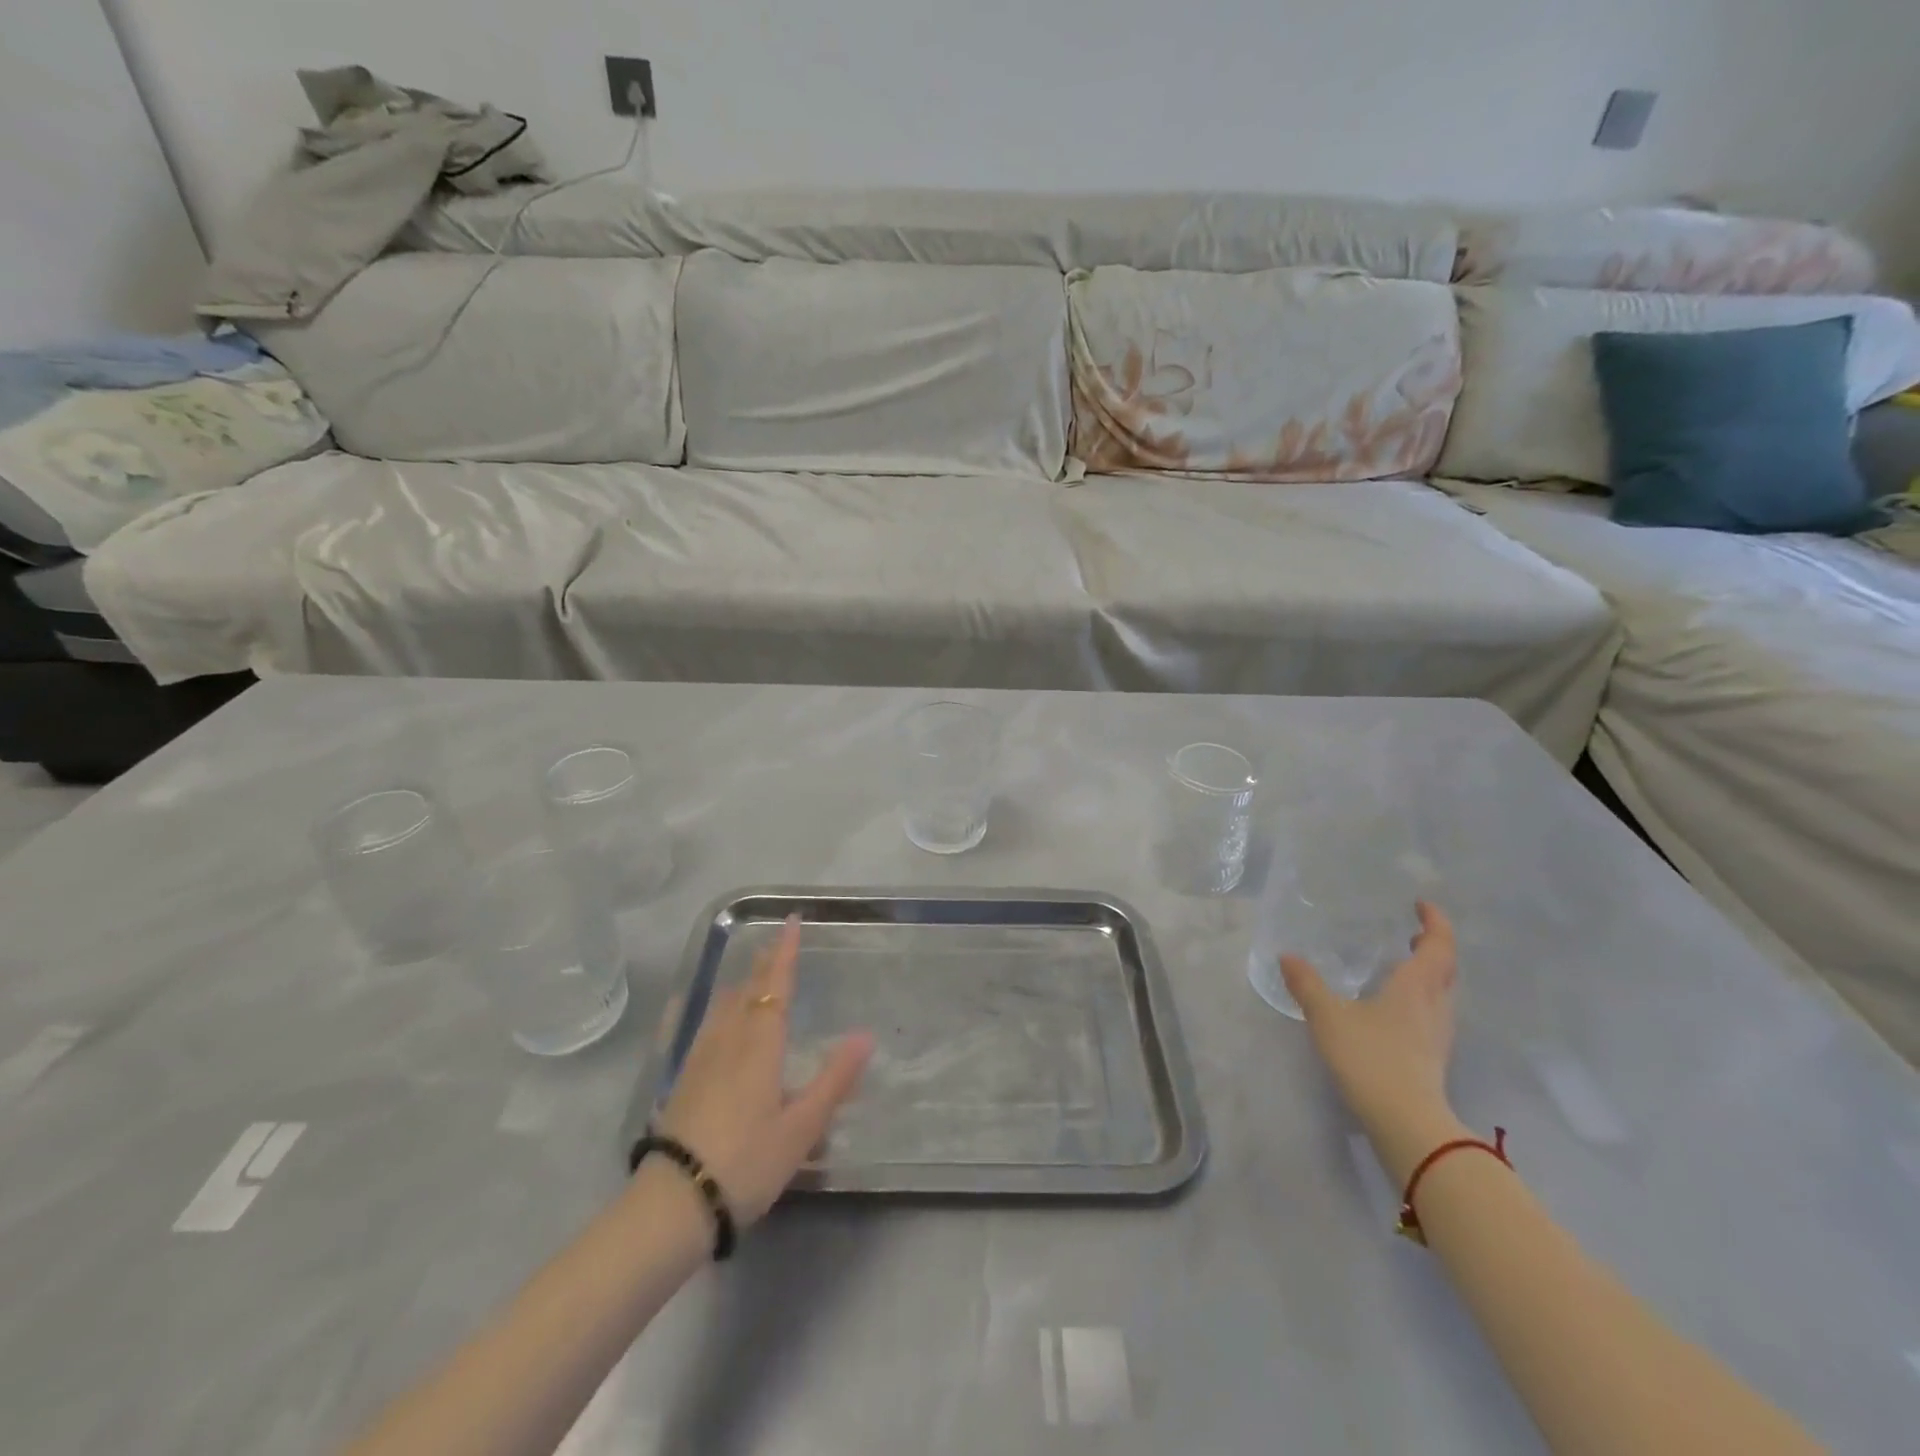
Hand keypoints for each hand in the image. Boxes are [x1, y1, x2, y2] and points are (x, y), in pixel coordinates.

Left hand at [654, 915, 873, 1226]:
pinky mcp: (683, 1080)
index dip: (785, 953)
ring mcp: (700, 1059)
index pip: (774, 986)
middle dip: (763, 963)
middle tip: (776, 942)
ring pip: (723, 1006)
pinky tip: (717, 1018)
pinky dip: (721, 1008)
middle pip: (746, 990)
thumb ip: (834, 1079)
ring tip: (752, 973)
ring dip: (742, 982)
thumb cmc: (747, 1162)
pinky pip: (706, 1025)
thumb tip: (865, 1035)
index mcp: (759, 1045)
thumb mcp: (802, 1127)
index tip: (792, 921)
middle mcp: (728, 1041)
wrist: (674, 1203)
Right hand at [1281, 901, 1463, 1179]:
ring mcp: (1438, 1034)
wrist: (1405, 1122)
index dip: (1435, 922)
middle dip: (1434, 947)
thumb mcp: (1328, 1016)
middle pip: (1446, 969)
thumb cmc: (1370, 1057)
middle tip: (1413, 933)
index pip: (1438, 945)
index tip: (1422, 905)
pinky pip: (1433, 1014)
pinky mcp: (1433, 1057)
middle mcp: (1434, 1005)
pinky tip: (1398, 1008)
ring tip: (1405, 966)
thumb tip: (1288, 956)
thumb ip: (1307, 984)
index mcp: (1415, 986)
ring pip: (1443, 994)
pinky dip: (1421, 998)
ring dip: (1430, 974)